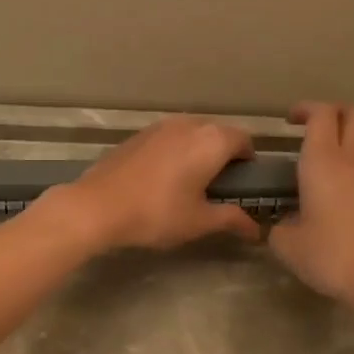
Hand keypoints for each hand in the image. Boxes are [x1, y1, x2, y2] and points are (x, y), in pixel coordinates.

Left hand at [43, 116, 261, 251]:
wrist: (97, 206)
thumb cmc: (156, 213)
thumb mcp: (199, 221)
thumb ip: (231, 219)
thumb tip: (256, 230)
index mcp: (211, 140)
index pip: (244, 141)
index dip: (248, 163)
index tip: (242, 186)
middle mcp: (188, 124)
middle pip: (217, 134)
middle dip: (223, 156)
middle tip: (217, 188)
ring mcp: (159, 126)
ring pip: (190, 134)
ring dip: (196, 153)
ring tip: (189, 184)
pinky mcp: (136, 135)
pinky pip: (167, 139)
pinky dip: (173, 153)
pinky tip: (161, 179)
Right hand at [268, 102, 353, 312]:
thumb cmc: (329, 257)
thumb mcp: (285, 245)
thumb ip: (279, 226)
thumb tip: (285, 223)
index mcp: (322, 162)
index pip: (320, 115)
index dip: (306, 109)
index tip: (292, 121)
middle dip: (335, 112)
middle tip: (320, 126)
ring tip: (353, 135)